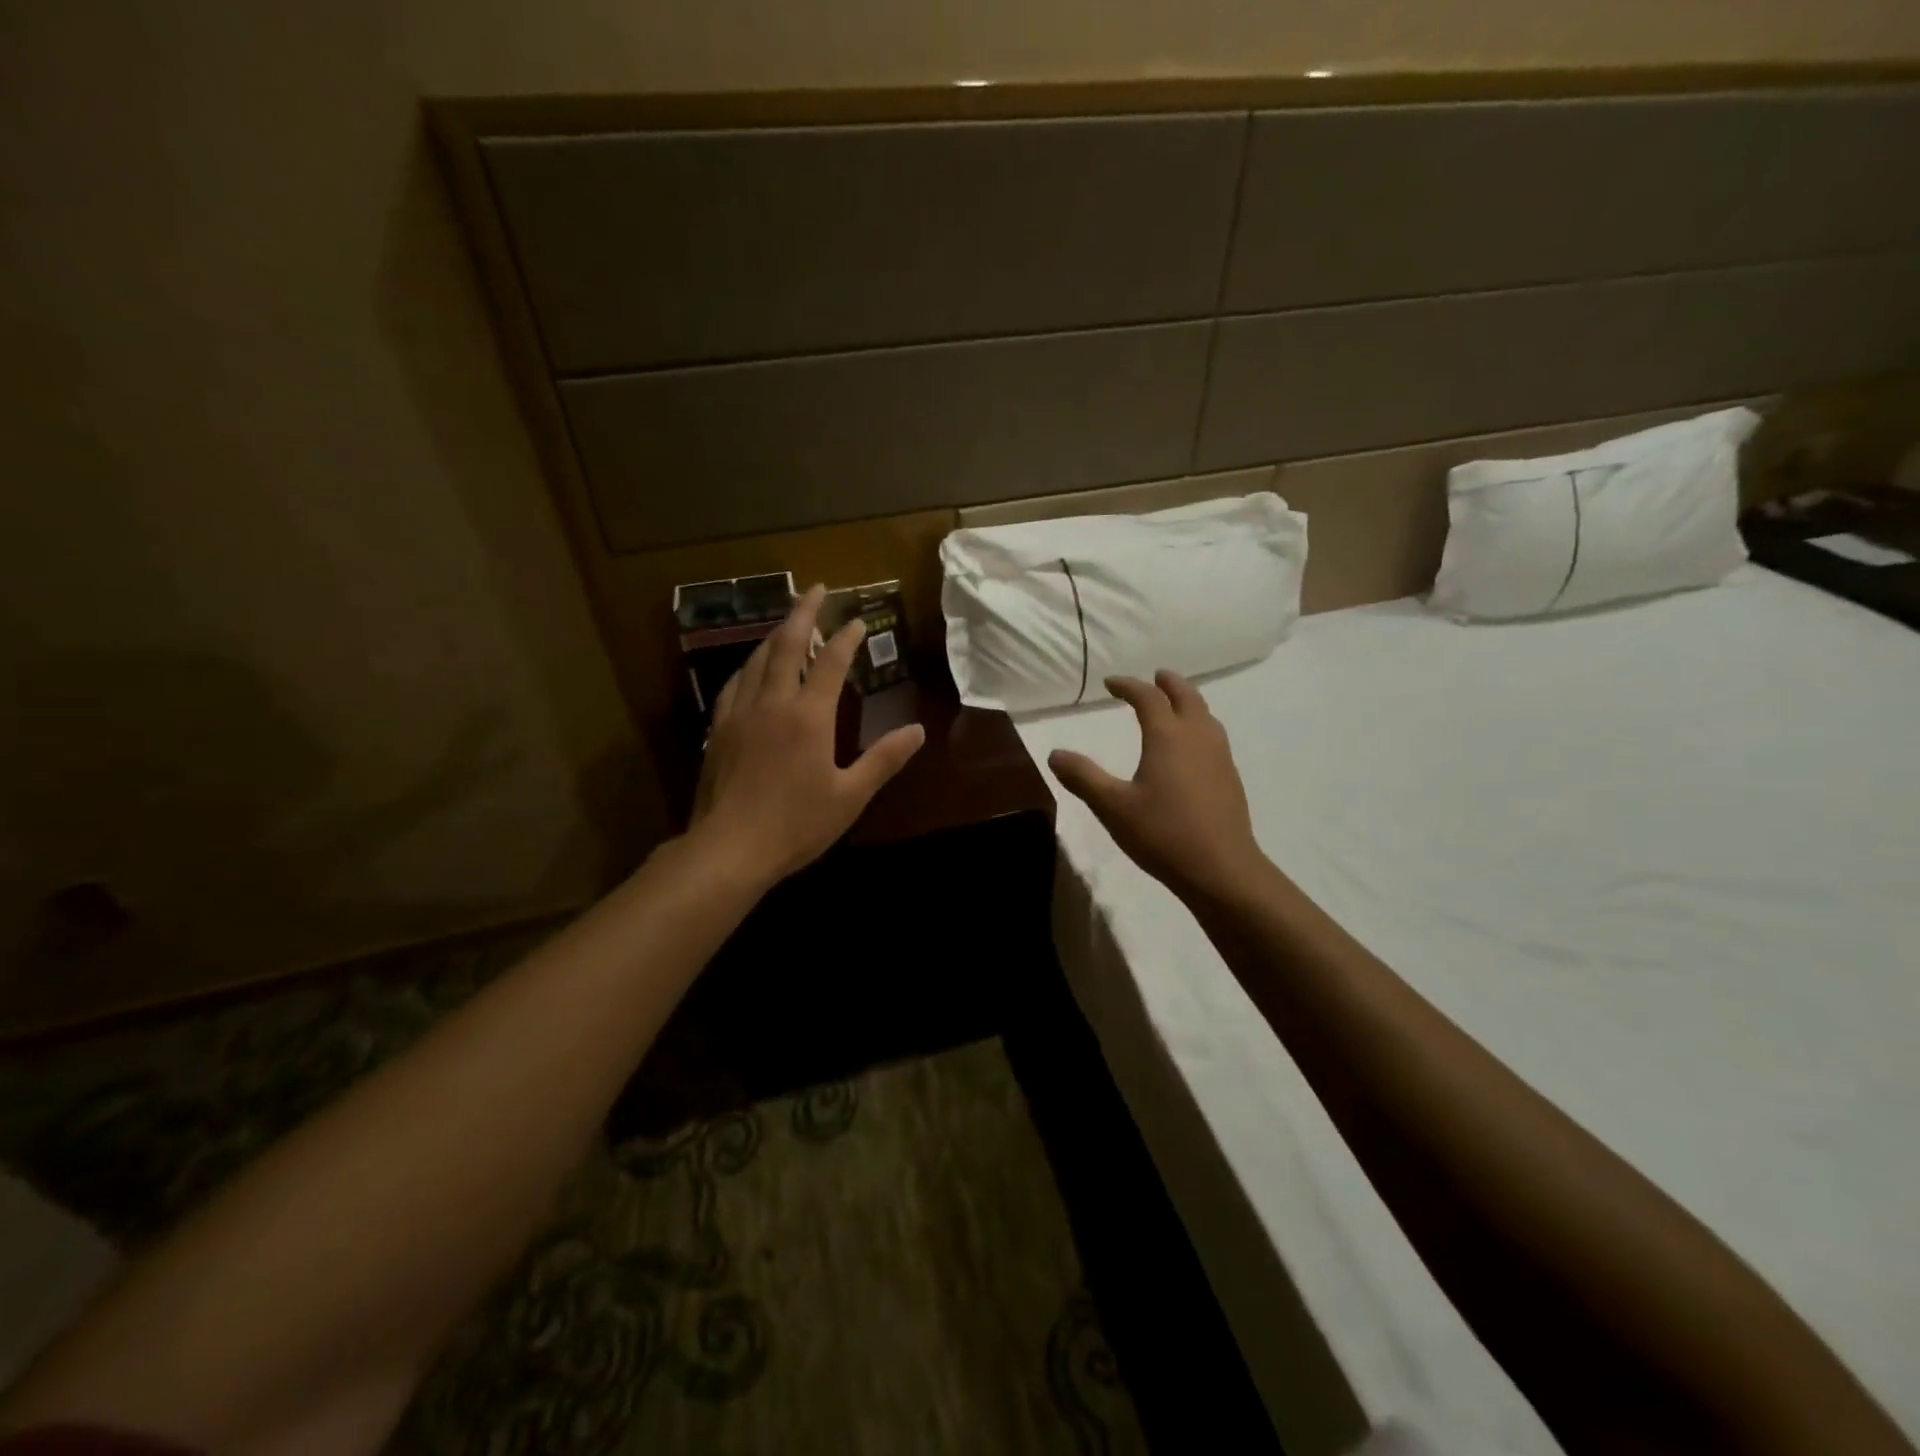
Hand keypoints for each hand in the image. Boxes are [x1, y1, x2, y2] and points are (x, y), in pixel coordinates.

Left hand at [690, 584, 925, 885]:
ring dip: (774, 635)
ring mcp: (740, 714)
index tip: (858, 620)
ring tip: (788, 624)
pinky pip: (734, 685)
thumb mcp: (850, 796)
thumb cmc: (796, 824)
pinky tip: (751, 670)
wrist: (729, 849)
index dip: (846, 637)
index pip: (830, 663)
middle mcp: (772, 703)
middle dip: (803, 613)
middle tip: (816, 590)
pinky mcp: (718, 731)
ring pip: (756, 660)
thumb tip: (918, 731)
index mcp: (808, 716)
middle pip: (786, 645)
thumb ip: (884, 759)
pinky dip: (749, 667)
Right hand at [1048, 671, 1266, 903]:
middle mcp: (1197, 737)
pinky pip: (1213, 735)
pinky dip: (1199, 724)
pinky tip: (1192, 746)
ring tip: (1175, 704)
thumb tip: (1055, 754)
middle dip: (1168, 683)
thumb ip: (1083, 777)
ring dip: (1188, 701)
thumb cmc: (1163, 834)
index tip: (1110, 684)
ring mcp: (1219, 756)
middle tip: (1155, 677)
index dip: (1128, 686)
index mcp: (1168, 737)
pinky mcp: (1229, 777)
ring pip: (1205, 714)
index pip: (1148, 698)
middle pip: (1186, 696)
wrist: (1221, 869)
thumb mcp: (1112, 807)